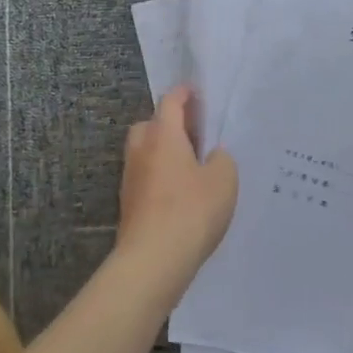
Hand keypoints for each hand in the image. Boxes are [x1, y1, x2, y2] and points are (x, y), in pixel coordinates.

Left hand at [116, 86, 238, 297]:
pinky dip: (160, 177)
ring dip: (163, 153)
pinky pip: (145, 178)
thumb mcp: (224, 180)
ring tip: (190, 167)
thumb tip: (212, 156)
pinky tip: (180, 194)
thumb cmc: (191, 210)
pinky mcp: (129, 204)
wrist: (153, 260)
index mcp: (163, 135)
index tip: (196, 93)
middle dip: (169, 124)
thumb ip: (221, 159)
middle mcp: (141, 150)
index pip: (170, 102)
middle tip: (194, 134)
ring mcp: (131, 178)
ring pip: (145, 153)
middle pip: (151, 125)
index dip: (184, 94)